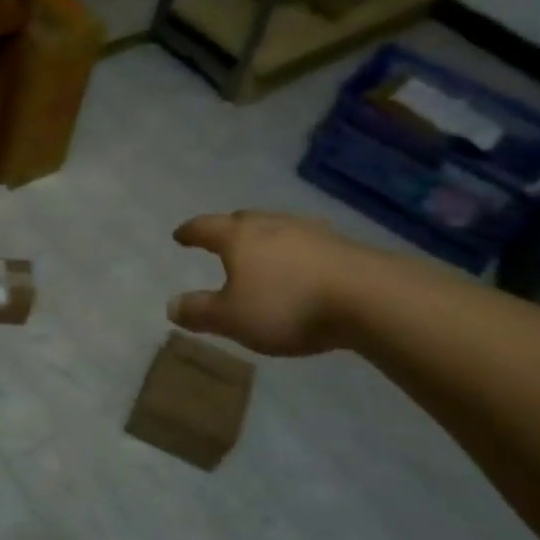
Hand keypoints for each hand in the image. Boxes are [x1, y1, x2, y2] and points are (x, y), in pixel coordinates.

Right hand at [168, 212, 369, 356]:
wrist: (369, 298)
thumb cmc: (287, 305)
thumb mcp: (232, 318)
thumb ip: (200, 311)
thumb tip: (170, 305)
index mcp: (238, 237)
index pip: (205, 227)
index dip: (190, 232)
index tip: (179, 235)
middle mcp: (271, 224)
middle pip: (242, 220)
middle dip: (228, 229)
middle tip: (220, 240)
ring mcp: (310, 231)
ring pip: (277, 228)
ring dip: (265, 238)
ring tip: (261, 253)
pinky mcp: (342, 246)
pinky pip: (306, 243)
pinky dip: (295, 252)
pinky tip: (301, 266)